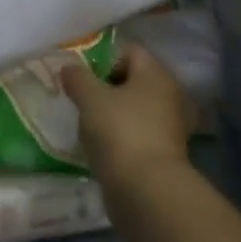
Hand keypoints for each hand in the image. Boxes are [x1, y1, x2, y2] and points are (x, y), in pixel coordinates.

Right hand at [60, 42, 193, 187]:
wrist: (146, 189)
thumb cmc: (119, 131)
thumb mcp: (90, 98)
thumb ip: (77, 78)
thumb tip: (69, 68)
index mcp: (157, 74)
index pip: (129, 51)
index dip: (103, 60)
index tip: (83, 80)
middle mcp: (170, 95)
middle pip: (133, 80)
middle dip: (107, 89)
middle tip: (84, 103)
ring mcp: (171, 126)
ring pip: (136, 109)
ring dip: (115, 115)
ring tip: (91, 128)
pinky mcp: (166, 153)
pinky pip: (140, 134)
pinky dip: (123, 138)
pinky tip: (104, 149)